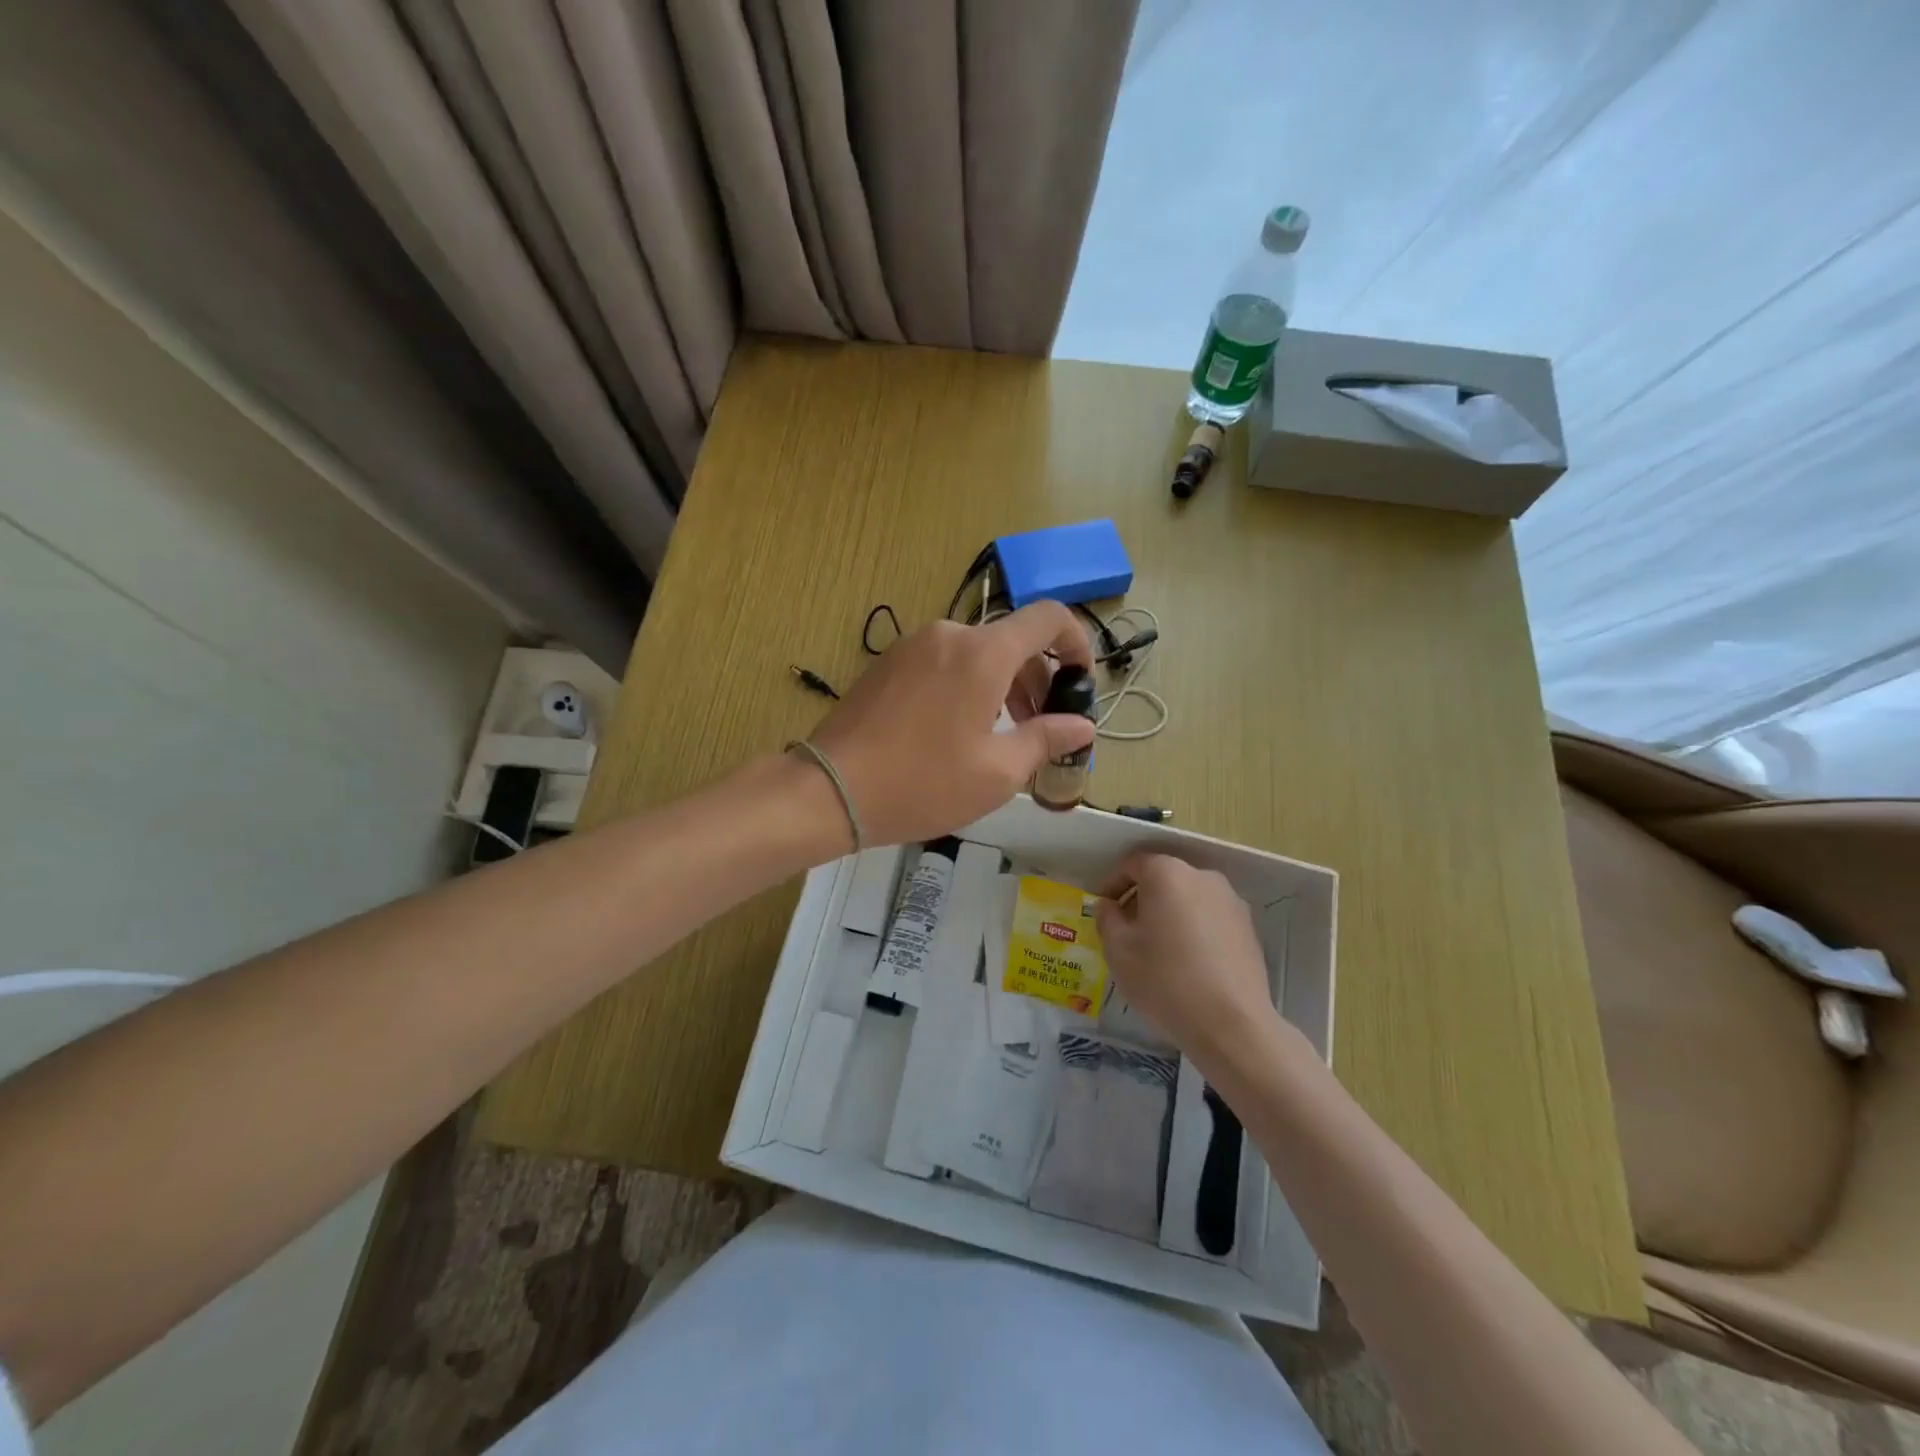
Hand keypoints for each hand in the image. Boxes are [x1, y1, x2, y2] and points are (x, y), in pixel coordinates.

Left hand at [806, 602, 1095, 846]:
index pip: (1048, 618)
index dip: (1077, 642)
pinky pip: (943, 661)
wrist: (831, 789)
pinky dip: (967, 683)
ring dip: (1002, 683)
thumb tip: (1082, 725)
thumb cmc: (923, 783)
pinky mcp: (888, 663)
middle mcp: (949, 634)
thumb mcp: (997, 772)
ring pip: (976, 652)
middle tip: (1041, 726)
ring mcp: (913, 645)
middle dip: (1037, 677)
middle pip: (1011, 640)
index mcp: (983, 653)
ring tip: (1002, 733)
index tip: (1082, 680)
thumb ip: (1046, 739)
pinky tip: (957, 728)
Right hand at [1095, 853, 1280, 1064]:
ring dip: (1169, 913)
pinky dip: (1194, 928)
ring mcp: (1230, 900)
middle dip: (1141, 899)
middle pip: (1163, 877)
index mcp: (1167, 873)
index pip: (1132, 864)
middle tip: (1128, 932)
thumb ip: (1107, 918)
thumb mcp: (1118, 950)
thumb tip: (1110, 906)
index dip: (1112, 885)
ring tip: (1159, 950)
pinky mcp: (1249, 927)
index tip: (1105, 912)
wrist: (1232, 1025)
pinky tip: (1188, 963)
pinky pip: (1210, 916)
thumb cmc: (1165, 981)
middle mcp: (1202, 876)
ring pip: (1188, 897)